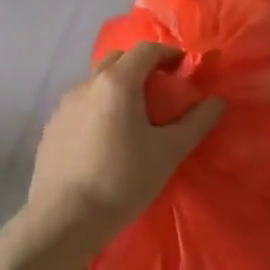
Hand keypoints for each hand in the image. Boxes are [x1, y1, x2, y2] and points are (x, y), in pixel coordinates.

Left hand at [24, 42, 223, 257]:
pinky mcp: (51, 126)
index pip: (146, 50)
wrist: (64, 219)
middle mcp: (87, 84)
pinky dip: (98, 108)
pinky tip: (105, 139)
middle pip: (118, 60)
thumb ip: (195, 123)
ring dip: (117, 87)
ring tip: (132, 117)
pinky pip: (80, 105)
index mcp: (117, 82)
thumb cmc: (122, 180)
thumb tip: (217, 101)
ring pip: (96, 82)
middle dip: (141, 66)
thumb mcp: (168, 152)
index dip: (168, 54)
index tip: (182, 69)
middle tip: (159, 90)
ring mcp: (64, 105)